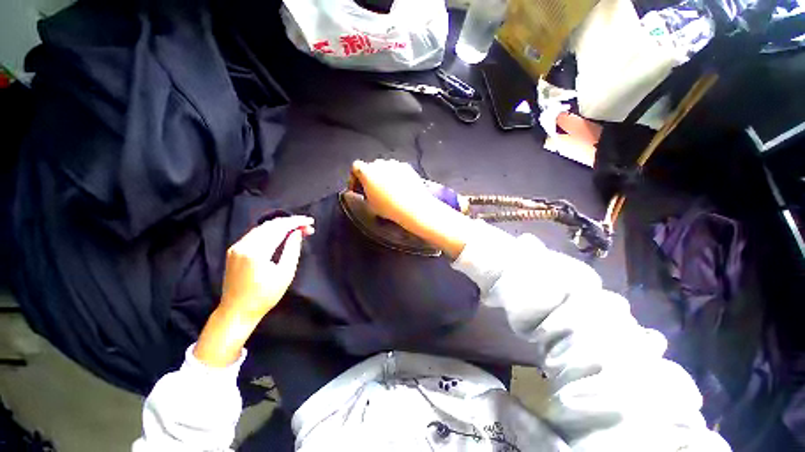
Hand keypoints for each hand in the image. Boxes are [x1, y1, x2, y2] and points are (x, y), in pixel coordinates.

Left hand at [194, 216, 313, 366]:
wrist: (236, 311)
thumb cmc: (265, 296)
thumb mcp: (285, 274)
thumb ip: (292, 249)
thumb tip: (297, 233)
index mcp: (256, 251)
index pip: (279, 228)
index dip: (296, 222)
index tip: (310, 221)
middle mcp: (243, 245)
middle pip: (270, 225)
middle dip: (290, 223)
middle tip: (307, 226)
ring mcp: (236, 247)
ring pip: (262, 228)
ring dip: (280, 226)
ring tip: (297, 229)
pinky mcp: (234, 251)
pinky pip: (254, 234)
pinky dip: (270, 231)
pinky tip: (280, 235)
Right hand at [350, 159, 436, 225]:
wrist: (413, 207)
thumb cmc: (390, 207)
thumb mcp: (369, 206)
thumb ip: (363, 196)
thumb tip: (365, 195)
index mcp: (366, 172)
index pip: (355, 167)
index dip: (354, 178)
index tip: (357, 187)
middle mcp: (380, 164)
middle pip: (371, 167)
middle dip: (370, 178)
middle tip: (372, 191)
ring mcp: (394, 164)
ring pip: (385, 168)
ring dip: (384, 177)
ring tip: (388, 192)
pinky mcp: (407, 167)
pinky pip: (397, 170)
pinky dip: (396, 177)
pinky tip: (399, 189)